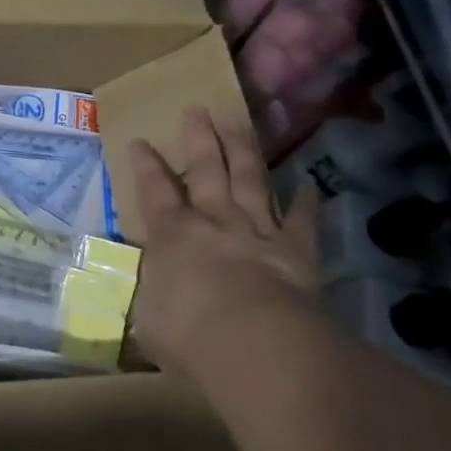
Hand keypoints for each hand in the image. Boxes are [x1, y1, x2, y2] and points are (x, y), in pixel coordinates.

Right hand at [128, 107, 320, 376]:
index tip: (140, 142)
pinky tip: (309, 182)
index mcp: (172, 235)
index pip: (154, 191)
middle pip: (206, 170)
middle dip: (199, 139)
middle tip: (197, 109)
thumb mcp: (150, 320)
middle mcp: (213, 221)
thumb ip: (153, 301)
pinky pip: (302, 220)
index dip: (146, 166)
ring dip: (243, 150)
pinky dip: (306, 200)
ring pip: (249, 180)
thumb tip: (150, 301)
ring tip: (237, 123)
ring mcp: (257, 230)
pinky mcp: (295, 249)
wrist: (251, 342)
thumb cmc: (187, 333)